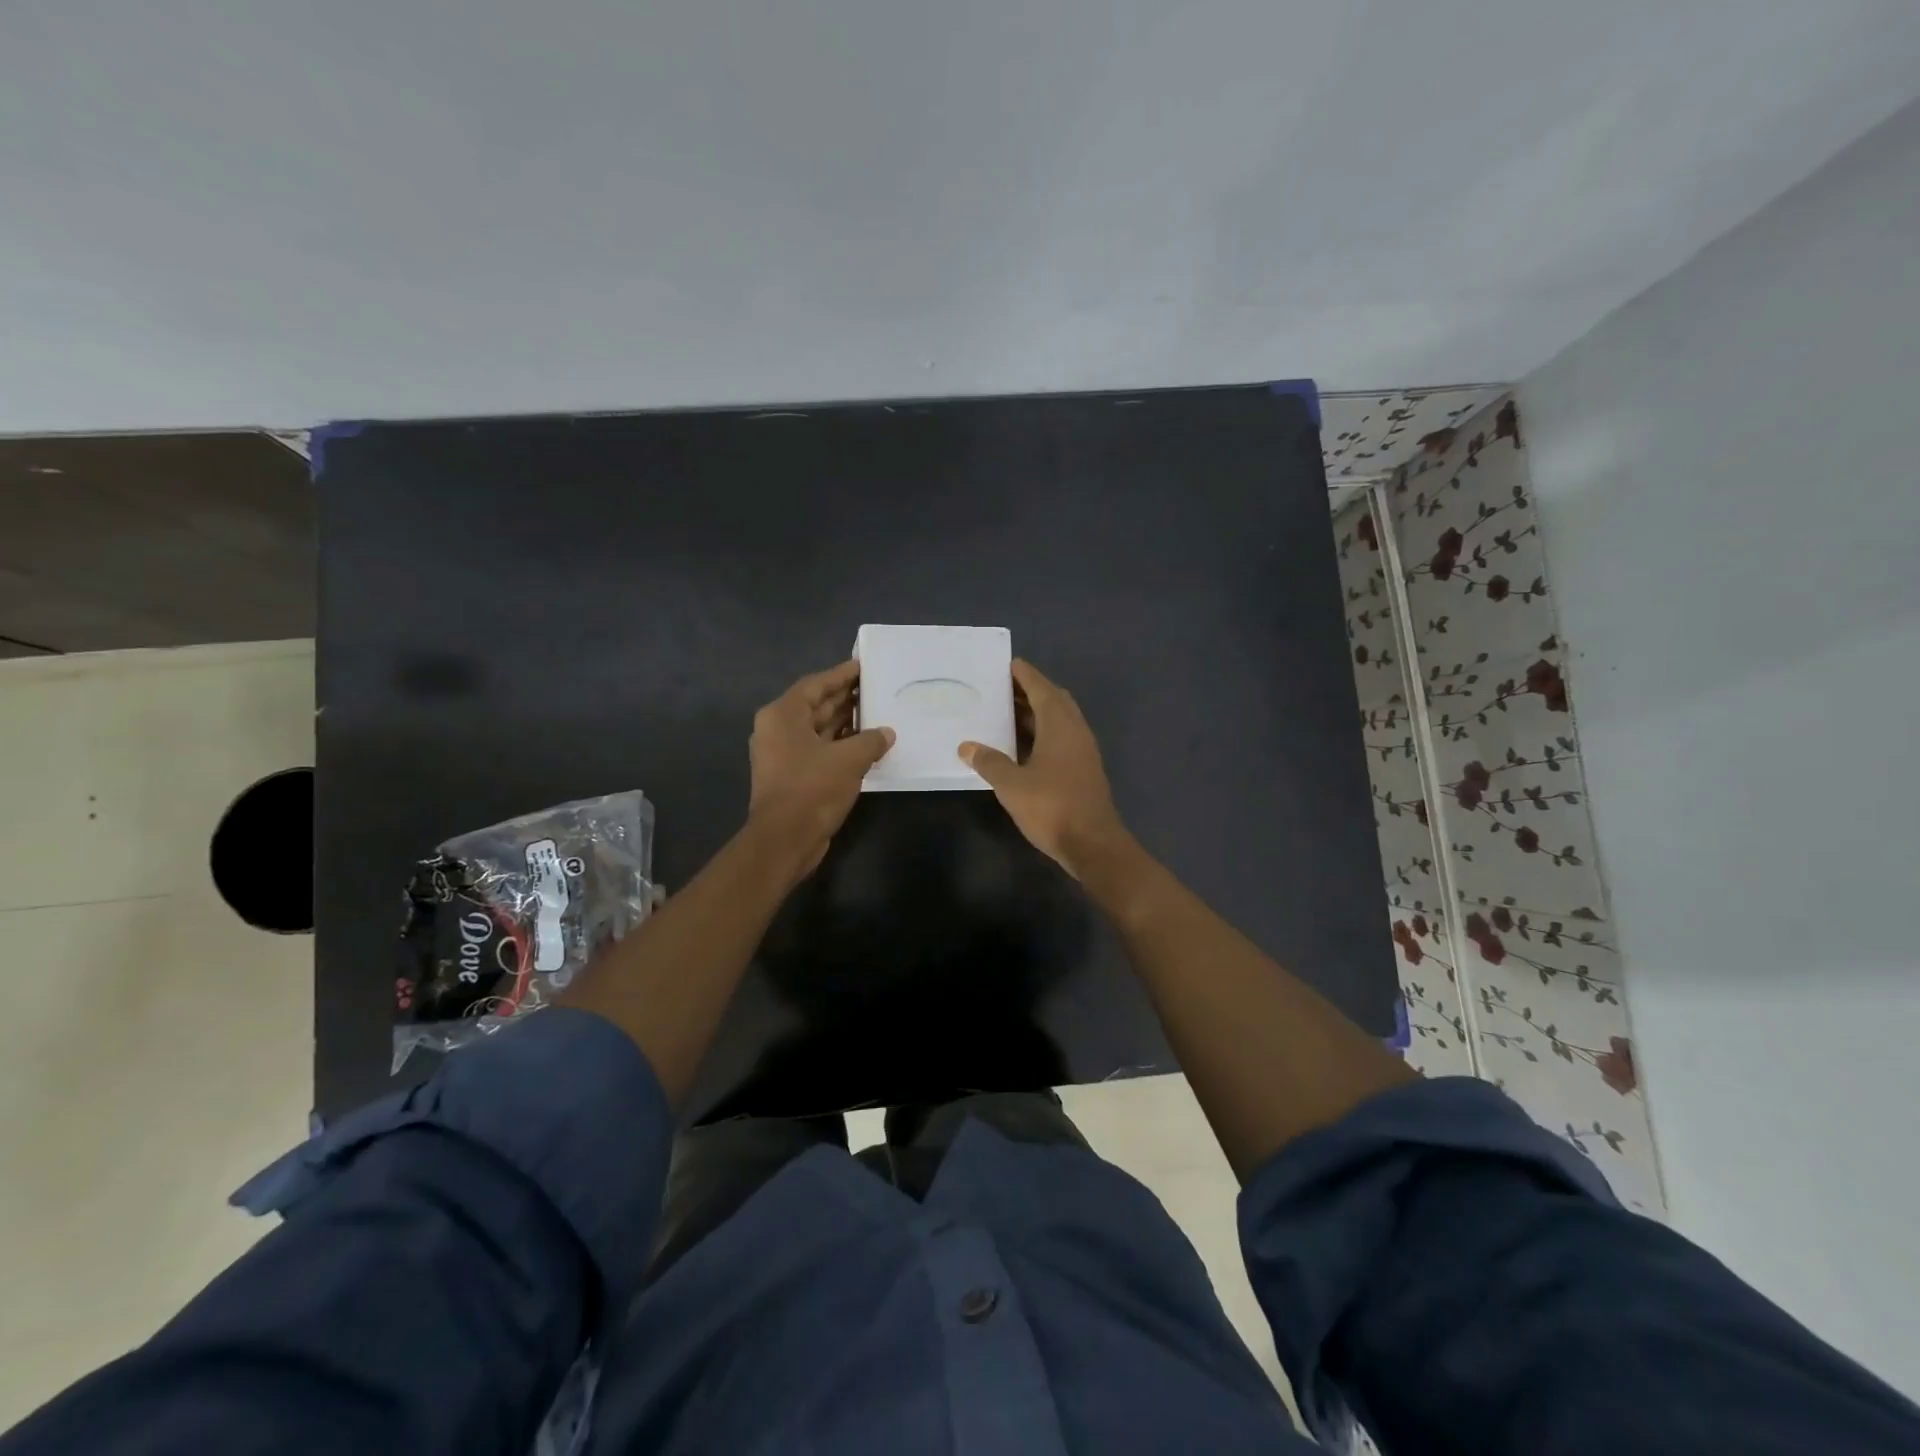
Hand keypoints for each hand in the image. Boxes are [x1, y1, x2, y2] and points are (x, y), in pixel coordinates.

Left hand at [747, 660, 893, 878]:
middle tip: (875, 688)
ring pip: (818, 730)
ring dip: (845, 723)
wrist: (785, 839)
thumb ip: (871, 740)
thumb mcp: (849, 759)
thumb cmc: (813, 788)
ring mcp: (782, 755)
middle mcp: (777, 730)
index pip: (816, 685)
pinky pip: (819, 750)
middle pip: (815, 706)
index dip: (841, 675)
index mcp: (783, 715)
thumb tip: (886, 733)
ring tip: (877, 713)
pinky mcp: (791, 776)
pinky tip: (867, 745)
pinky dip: (840, 746)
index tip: (863, 666)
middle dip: (845, 698)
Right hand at [959, 659, 1130, 879]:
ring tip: (1006, 712)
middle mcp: (1075, 731)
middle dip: (1030, 691)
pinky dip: (1042, 733)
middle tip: (1002, 689)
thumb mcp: (1012, 784)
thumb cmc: (1052, 807)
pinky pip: (1061, 739)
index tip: (1008, 664)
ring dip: (1036, 713)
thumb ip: (989, 762)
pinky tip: (1022, 746)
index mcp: (1060, 725)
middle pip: (1054, 700)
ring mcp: (1083, 751)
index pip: (1042, 688)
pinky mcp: (1083, 770)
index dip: (1025, 675)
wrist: (1093, 844)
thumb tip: (967, 746)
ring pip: (1059, 721)